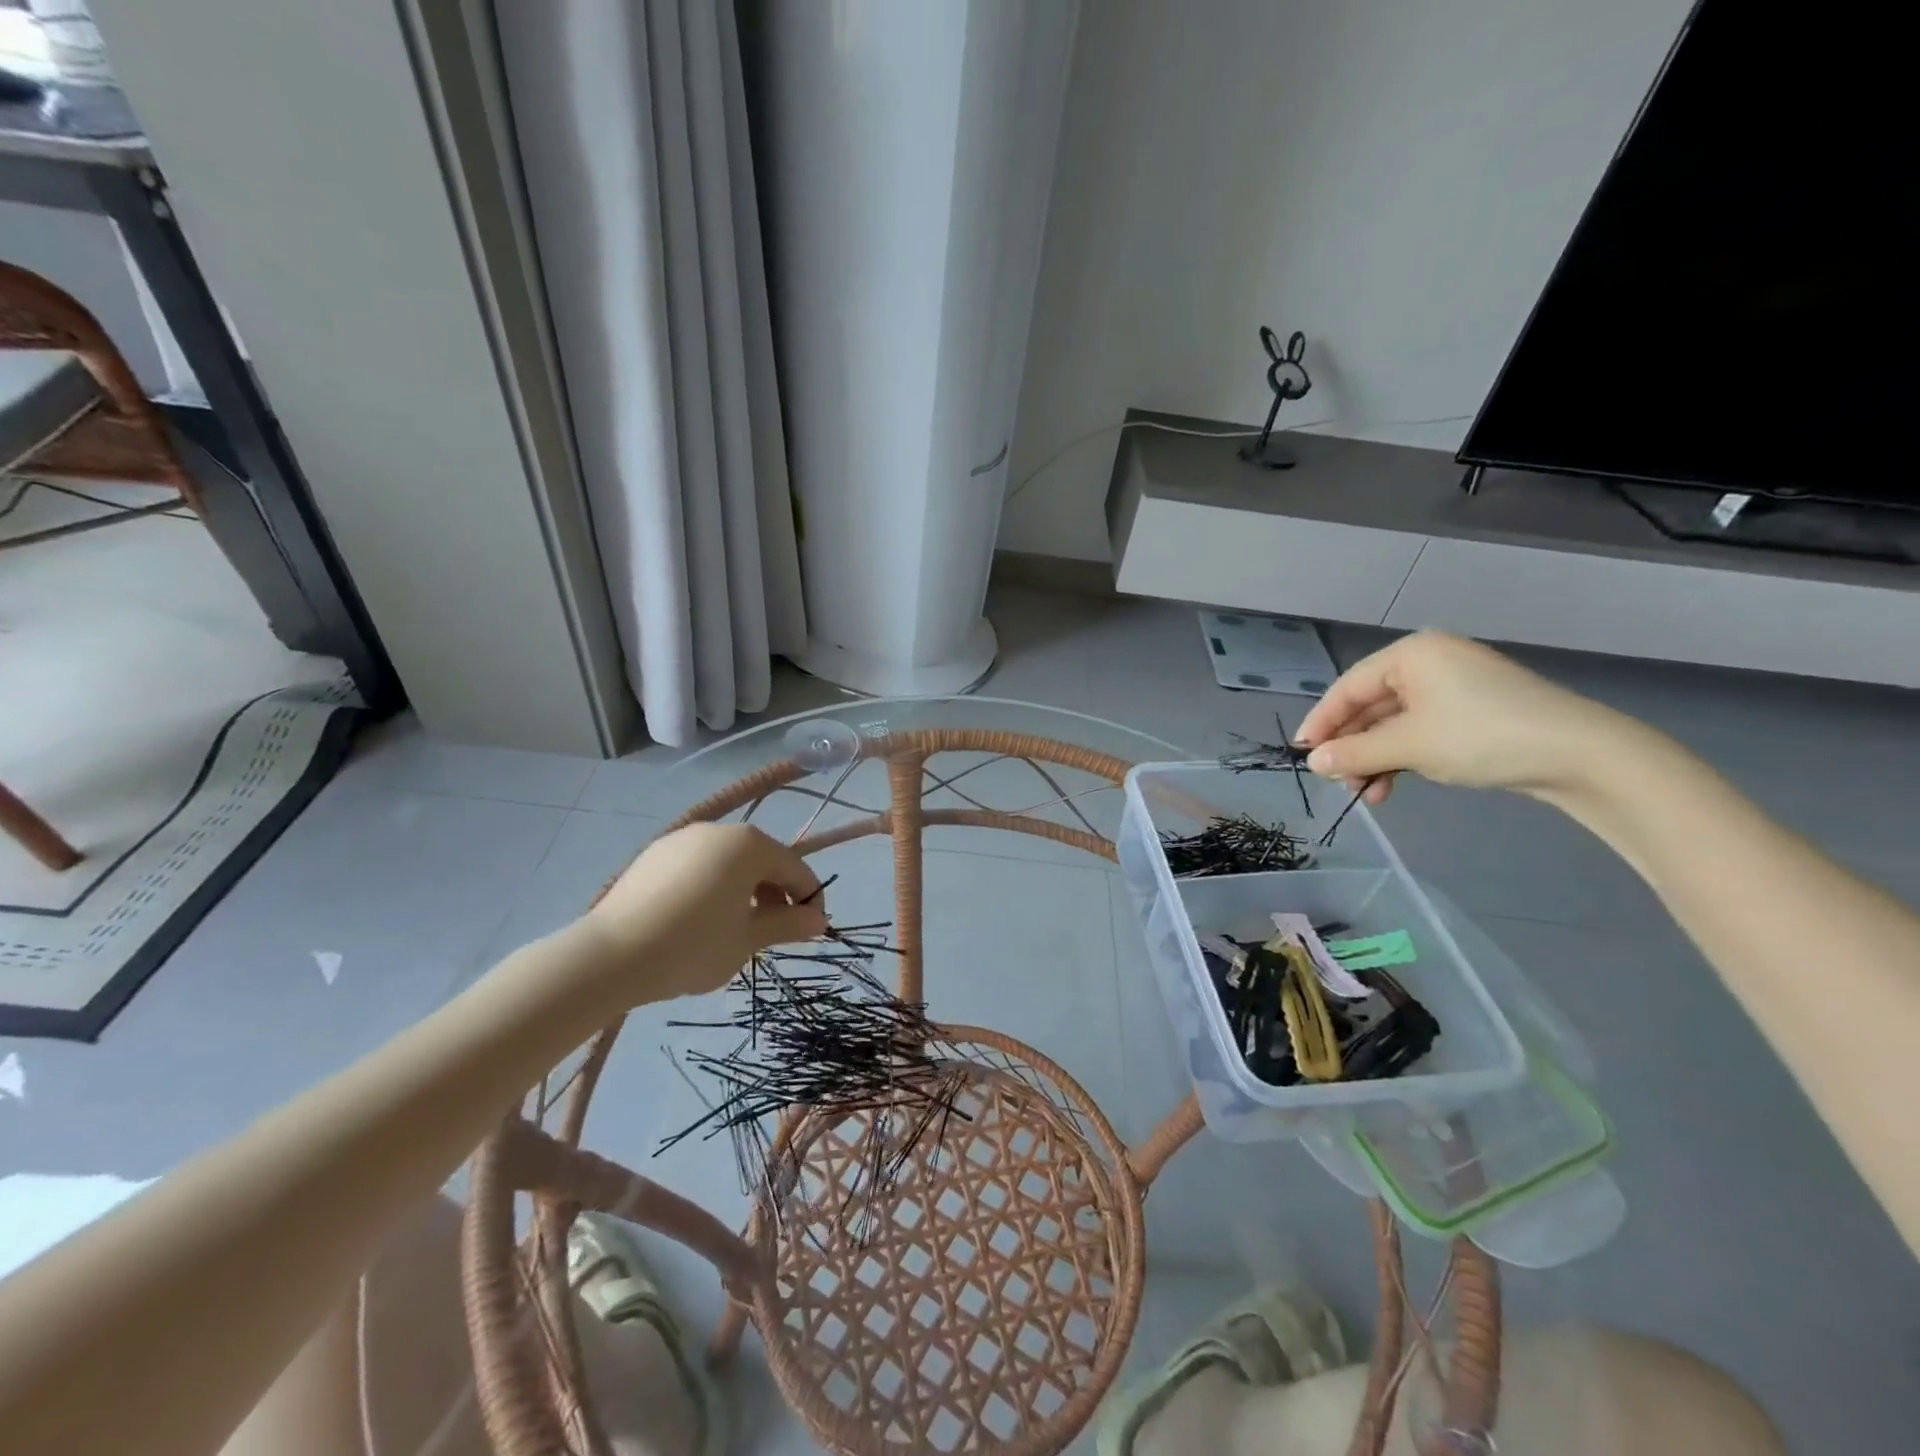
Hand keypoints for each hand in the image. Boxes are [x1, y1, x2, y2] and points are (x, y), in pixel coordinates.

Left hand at [584, 823, 826, 1000]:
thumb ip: (787, 925)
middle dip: (776, 894)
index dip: (809, 899)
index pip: (795, 868)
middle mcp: (719, 830)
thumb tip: (819, 920)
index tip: (810, 931)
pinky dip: (711, 887)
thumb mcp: (747, 940)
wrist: (609, 956)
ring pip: (729, 862)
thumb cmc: (692, 946)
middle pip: (762, 861)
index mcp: (749, 844)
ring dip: (744, 891)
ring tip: (735, 929)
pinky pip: (698, 866)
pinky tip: (698, 920)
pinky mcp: (654, 854)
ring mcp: (683, 839)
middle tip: (773, 934)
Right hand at [1293, 631, 1620, 805]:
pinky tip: (1392, 787)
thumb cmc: (1481, 736)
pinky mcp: (1472, 714)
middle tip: (1336, 780)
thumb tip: (1312, 763)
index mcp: (1411, 655)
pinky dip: (1402, 758)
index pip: (1348, 688)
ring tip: (1365, 794)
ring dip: (1374, 759)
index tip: (1301, 754)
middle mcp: (1429, 663)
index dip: (1321, 722)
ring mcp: (1453, 688)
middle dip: (1351, 747)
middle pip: (1370, 707)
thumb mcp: (1408, 746)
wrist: (1579, 755)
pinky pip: (1420, 732)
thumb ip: (1353, 753)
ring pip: (1394, 724)